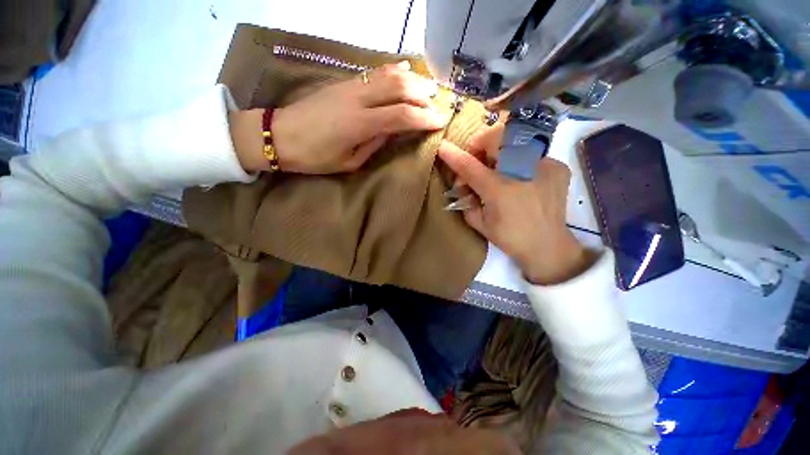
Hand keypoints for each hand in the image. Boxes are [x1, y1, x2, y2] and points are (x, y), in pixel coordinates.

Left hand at [230, 62, 446, 173]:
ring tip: (429, 87)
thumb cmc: (315, 157)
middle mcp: (359, 99)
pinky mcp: (344, 82)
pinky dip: (393, 70)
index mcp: (360, 124)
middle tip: (438, 104)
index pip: (402, 115)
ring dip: (413, 80)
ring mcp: (351, 86)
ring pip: (389, 75)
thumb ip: (374, 144)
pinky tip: (405, 70)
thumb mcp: (350, 161)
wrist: (280, 134)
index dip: (424, 118)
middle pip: (400, 88)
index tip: (440, 122)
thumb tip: (393, 131)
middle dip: (423, 95)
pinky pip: (374, 72)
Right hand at [438, 128, 593, 284]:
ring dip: (499, 151)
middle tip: (477, 161)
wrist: (549, 247)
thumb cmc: (510, 238)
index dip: (455, 155)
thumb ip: (465, 201)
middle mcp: (523, 172)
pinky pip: (531, 153)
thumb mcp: (480, 223)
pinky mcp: (558, 167)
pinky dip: (519, 160)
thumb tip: (461, 184)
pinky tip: (519, 177)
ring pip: (515, 140)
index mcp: (499, 190)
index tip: (443, 147)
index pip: (470, 166)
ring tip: (497, 169)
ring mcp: (545, 165)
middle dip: (481, 145)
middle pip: (497, 138)